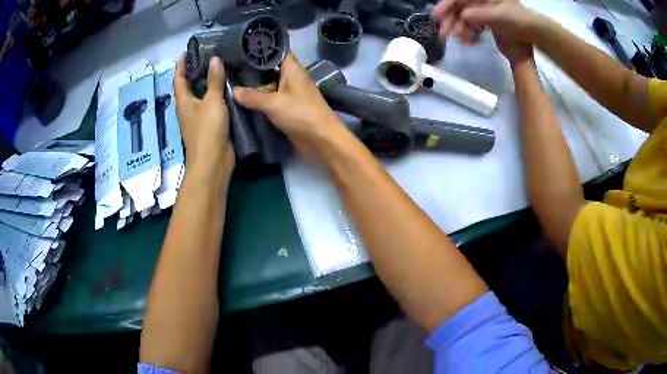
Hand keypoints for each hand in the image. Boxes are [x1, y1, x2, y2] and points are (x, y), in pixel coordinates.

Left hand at [174, 56, 234, 182]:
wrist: (213, 162)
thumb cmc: (208, 131)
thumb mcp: (212, 102)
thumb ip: (214, 80)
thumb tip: (215, 59)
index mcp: (184, 100)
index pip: (178, 77)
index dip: (181, 63)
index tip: (190, 49)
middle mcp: (188, 106)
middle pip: (189, 84)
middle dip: (196, 69)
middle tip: (211, 53)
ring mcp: (199, 115)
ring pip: (201, 93)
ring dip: (208, 80)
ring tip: (222, 65)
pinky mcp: (210, 122)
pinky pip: (212, 102)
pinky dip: (217, 92)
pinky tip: (230, 85)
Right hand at [233, 53, 346, 158]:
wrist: (321, 139)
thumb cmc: (301, 114)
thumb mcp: (273, 103)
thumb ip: (252, 96)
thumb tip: (233, 90)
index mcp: (293, 70)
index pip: (278, 51)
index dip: (263, 49)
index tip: (244, 49)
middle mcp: (292, 78)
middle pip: (271, 68)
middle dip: (254, 68)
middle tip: (233, 66)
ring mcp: (290, 93)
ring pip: (270, 84)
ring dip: (256, 85)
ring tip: (233, 80)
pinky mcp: (288, 108)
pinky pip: (272, 99)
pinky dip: (261, 99)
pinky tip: (244, 99)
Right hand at [433, 0, 538, 62]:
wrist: (533, 34)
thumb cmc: (517, 20)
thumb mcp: (497, 16)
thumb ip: (477, 14)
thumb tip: (462, 17)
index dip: (446, 6)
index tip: (437, 17)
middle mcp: (480, 0)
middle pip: (459, 8)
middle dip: (451, 21)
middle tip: (444, 34)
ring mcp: (483, 11)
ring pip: (464, 18)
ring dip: (460, 29)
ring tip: (461, 40)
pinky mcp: (487, 21)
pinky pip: (472, 26)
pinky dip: (469, 33)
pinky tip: (470, 41)